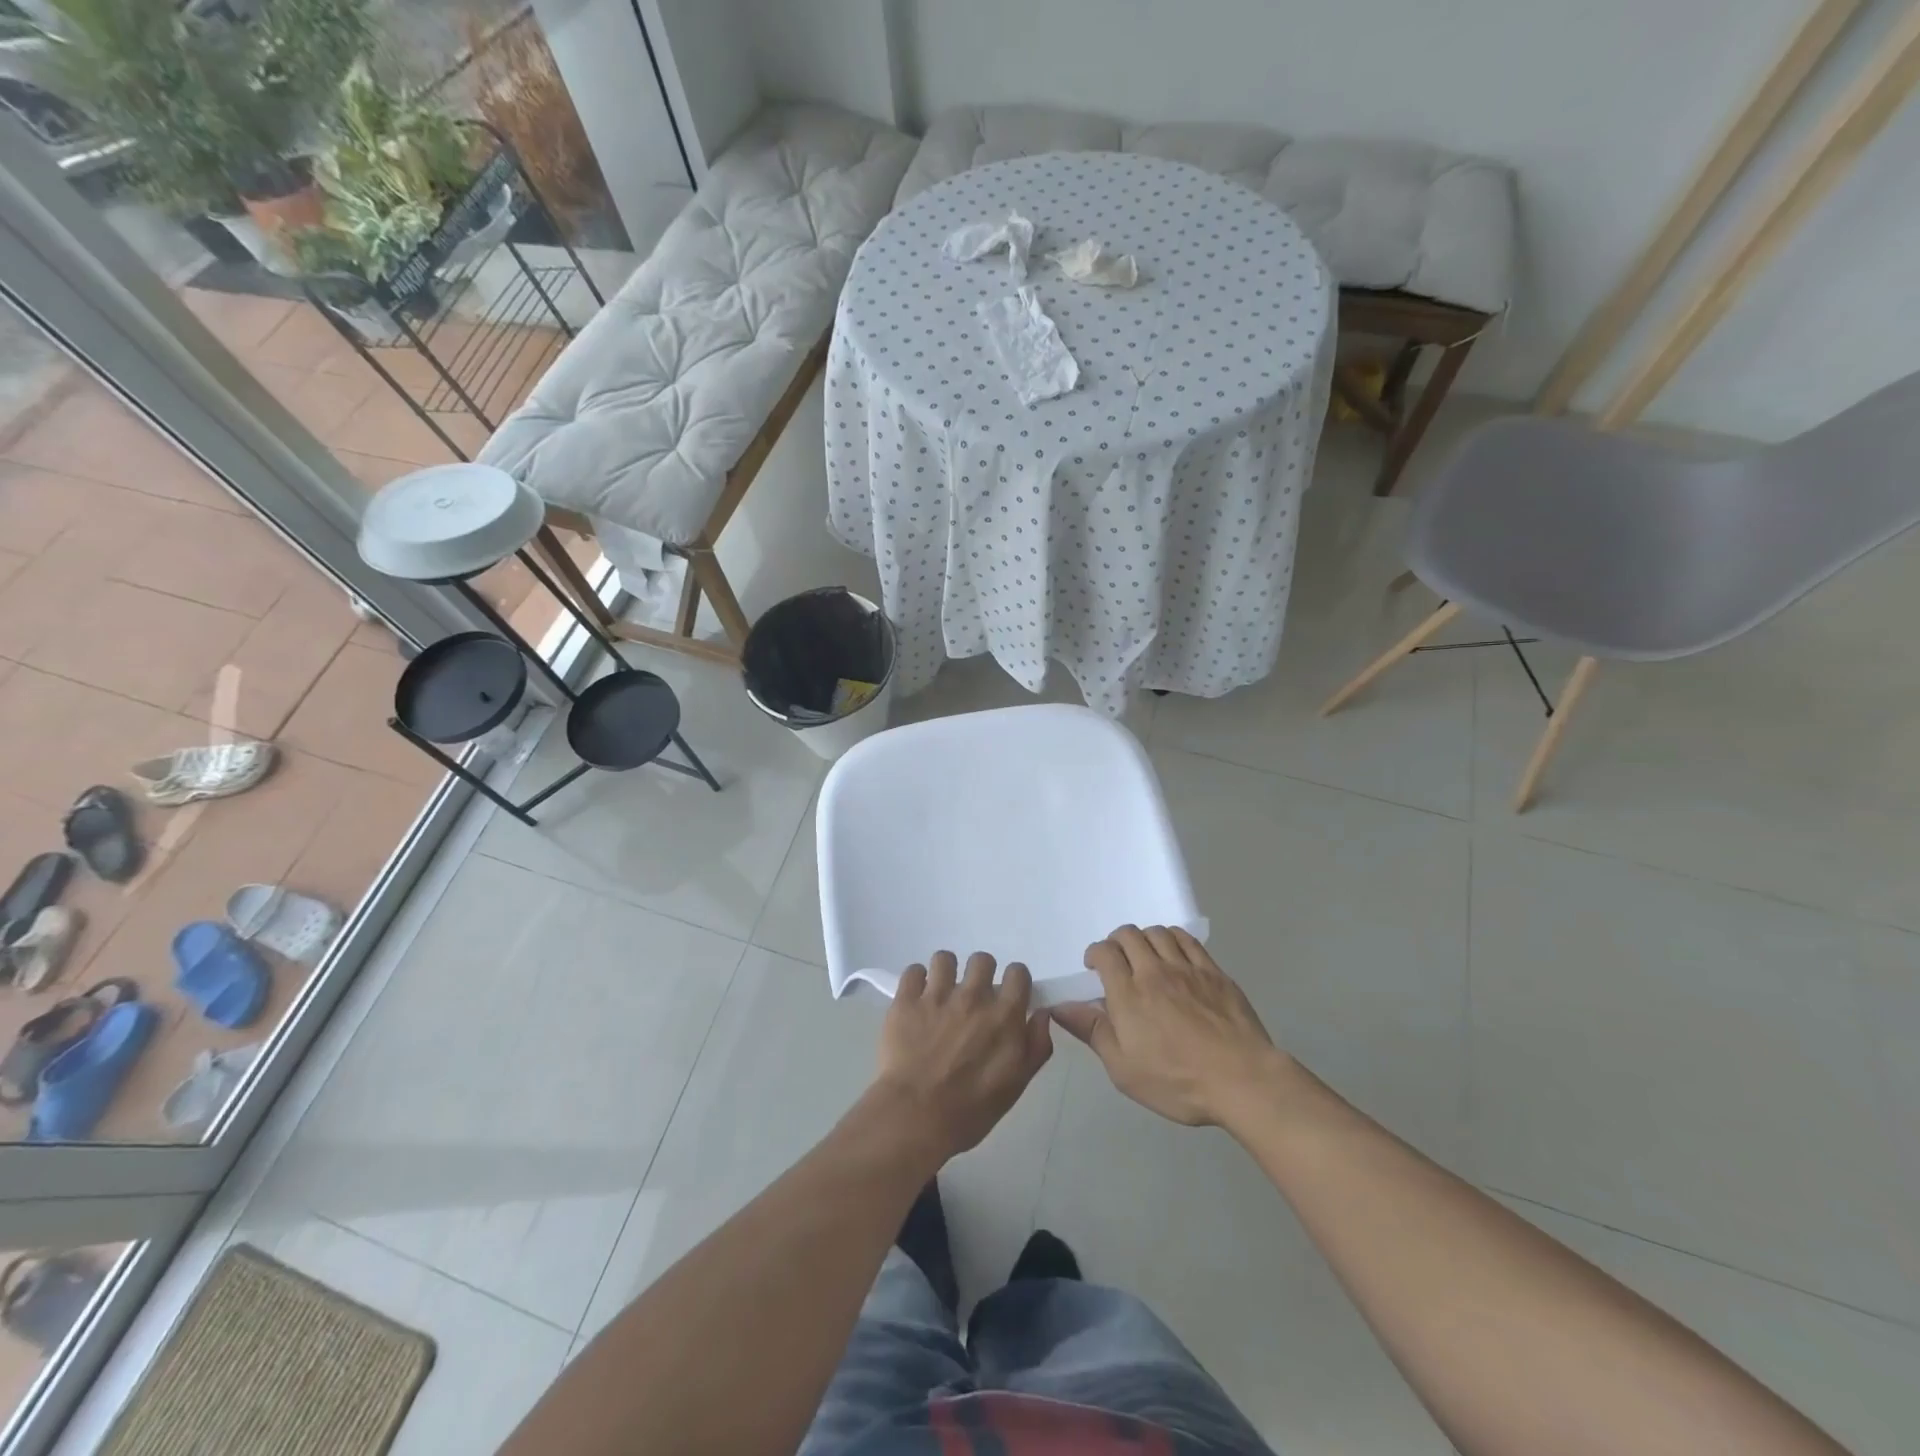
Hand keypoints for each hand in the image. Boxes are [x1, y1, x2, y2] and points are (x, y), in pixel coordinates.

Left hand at [875, 951, 1053, 1161]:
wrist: (917, 1117)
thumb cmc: (972, 1109)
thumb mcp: (1018, 1083)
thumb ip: (1036, 1045)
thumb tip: (1041, 1013)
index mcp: (1004, 1015)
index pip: (1018, 973)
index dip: (1014, 981)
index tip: (1007, 996)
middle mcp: (973, 996)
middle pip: (982, 960)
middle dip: (980, 974)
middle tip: (972, 997)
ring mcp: (937, 995)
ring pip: (945, 958)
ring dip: (946, 972)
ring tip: (941, 993)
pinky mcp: (906, 1001)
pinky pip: (913, 971)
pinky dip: (916, 980)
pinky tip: (916, 998)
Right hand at [1053, 925, 1287, 1126]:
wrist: (1242, 1080)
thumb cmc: (1177, 1081)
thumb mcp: (1124, 1069)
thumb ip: (1092, 1032)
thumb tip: (1060, 1007)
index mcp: (1128, 994)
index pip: (1105, 953)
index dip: (1095, 953)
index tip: (1094, 968)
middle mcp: (1154, 972)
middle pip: (1129, 935)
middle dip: (1116, 942)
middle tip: (1117, 961)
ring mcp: (1187, 968)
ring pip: (1158, 933)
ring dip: (1144, 938)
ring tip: (1145, 956)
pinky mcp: (1213, 972)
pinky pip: (1188, 940)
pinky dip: (1173, 938)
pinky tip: (1173, 953)